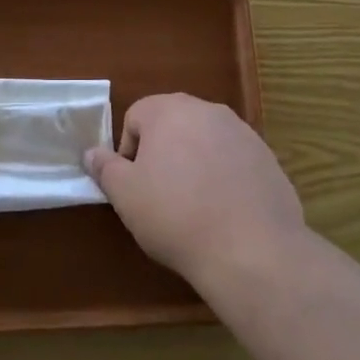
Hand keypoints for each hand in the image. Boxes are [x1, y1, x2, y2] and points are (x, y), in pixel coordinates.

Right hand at [84, 94, 306, 290]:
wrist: (251, 249)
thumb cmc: (176, 215)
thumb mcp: (126, 195)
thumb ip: (105, 168)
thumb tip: (92, 153)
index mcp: (169, 110)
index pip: (135, 116)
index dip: (128, 151)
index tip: (134, 186)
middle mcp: (207, 110)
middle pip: (172, 124)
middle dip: (162, 153)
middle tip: (160, 194)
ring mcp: (242, 132)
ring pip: (205, 141)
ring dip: (194, 163)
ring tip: (194, 206)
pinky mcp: (267, 158)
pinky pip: (234, 161)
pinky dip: (224, 178)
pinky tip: (224, 212)